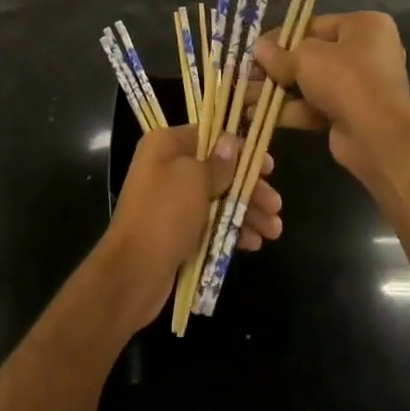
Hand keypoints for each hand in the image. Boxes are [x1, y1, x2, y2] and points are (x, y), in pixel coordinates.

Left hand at [100, 124, 283, 330]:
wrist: (133, 274)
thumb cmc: (164, 215)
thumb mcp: (194, 179)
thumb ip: (218, 162)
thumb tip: (231, 141)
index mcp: (166, 145)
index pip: (210, 136)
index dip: (241, 150)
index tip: (269, 166)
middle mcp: (168, 168)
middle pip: (218, 170)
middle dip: (249, 187)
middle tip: (276, 205)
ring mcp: (172, 201)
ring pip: (218, 199)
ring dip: (246, 212)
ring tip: (274, 231)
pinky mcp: (178, 231)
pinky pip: (211, 223)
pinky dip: (232, 230)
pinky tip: (254, 243)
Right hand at [253, 12, 409, 190]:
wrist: (377, 135)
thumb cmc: (345, 79)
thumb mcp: (305, 58)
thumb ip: (280, 54)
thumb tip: (258, 48)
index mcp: (365, 26)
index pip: (315, 25)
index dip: (282, 37)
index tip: (257, 48)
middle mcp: (367, 52)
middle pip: (313, 55)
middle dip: (278, 67)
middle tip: (248, 74)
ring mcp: (361, 86)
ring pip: (312, 83)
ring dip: (279, 90)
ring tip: (245, 96)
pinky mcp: (353, 114)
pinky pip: (317, 105)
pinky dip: (292, 109)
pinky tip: (260, 114)